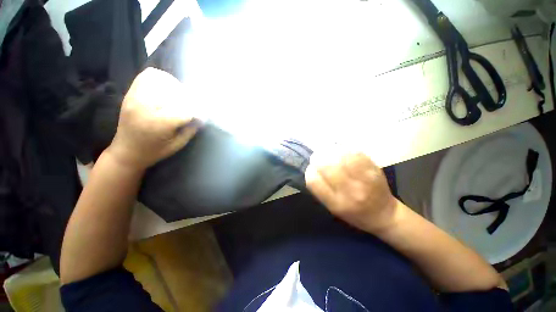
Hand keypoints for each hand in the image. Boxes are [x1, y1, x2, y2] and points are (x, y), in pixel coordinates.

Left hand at [107, 68, 200, 169]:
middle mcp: (145, 106)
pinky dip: (160, 78)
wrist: (126, 152)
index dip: (197, 112)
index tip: (201, 117)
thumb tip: (201, 115)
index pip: (185, 109)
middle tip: (191, 106)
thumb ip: (191, 128)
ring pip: (160, 79)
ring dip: (174, 85)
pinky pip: (146, 77)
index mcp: (159, 123)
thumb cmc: (154, 151)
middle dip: (188, 99)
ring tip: (179, 95)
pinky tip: (166, 88)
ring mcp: (135, 97)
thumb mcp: (178, 144)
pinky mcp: (131, 94)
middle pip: (174, 92)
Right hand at [305, 152, 400, 232]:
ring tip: (326, 151)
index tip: (311, 168)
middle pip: (327, 166)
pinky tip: (340, 150)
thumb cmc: (354, 214)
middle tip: (317, 156)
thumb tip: (311, 169)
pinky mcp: (374, 169)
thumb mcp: (333, 209)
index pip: (314, 181)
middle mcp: (350, 191)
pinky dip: (344, 148)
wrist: (384, 215)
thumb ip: (320, 190)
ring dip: (330, 150)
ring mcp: (364, 179)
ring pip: (341, 156)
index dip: (310, 171)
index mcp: (336, 203)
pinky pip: (355, 153)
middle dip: (318, 158)